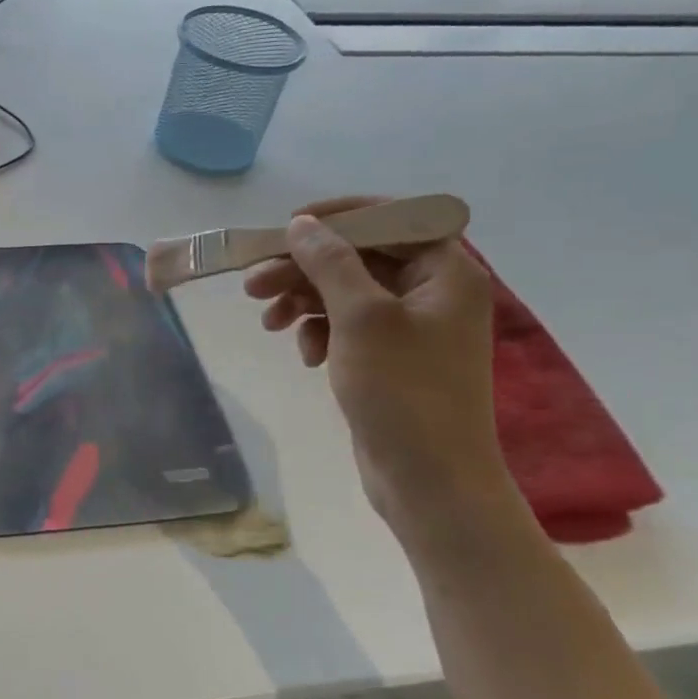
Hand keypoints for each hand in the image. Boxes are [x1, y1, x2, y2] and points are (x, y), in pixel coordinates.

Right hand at [244, 197, 507, 521]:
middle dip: (303, 268)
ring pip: (344, 292)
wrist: (429, 481)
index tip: (289, 227)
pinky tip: (304, 354)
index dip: (340, 217)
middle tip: (252, 283)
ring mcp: (409, 328)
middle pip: (358, 258)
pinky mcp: (387, 358)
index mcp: (446, 273)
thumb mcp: (361, 317)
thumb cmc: (403, 392)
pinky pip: (345, 326)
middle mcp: (432, 292)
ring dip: (302, 300)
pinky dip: (318, 332)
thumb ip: (330, 263)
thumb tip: (301, 224)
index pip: (393, 218)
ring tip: (267, 321)